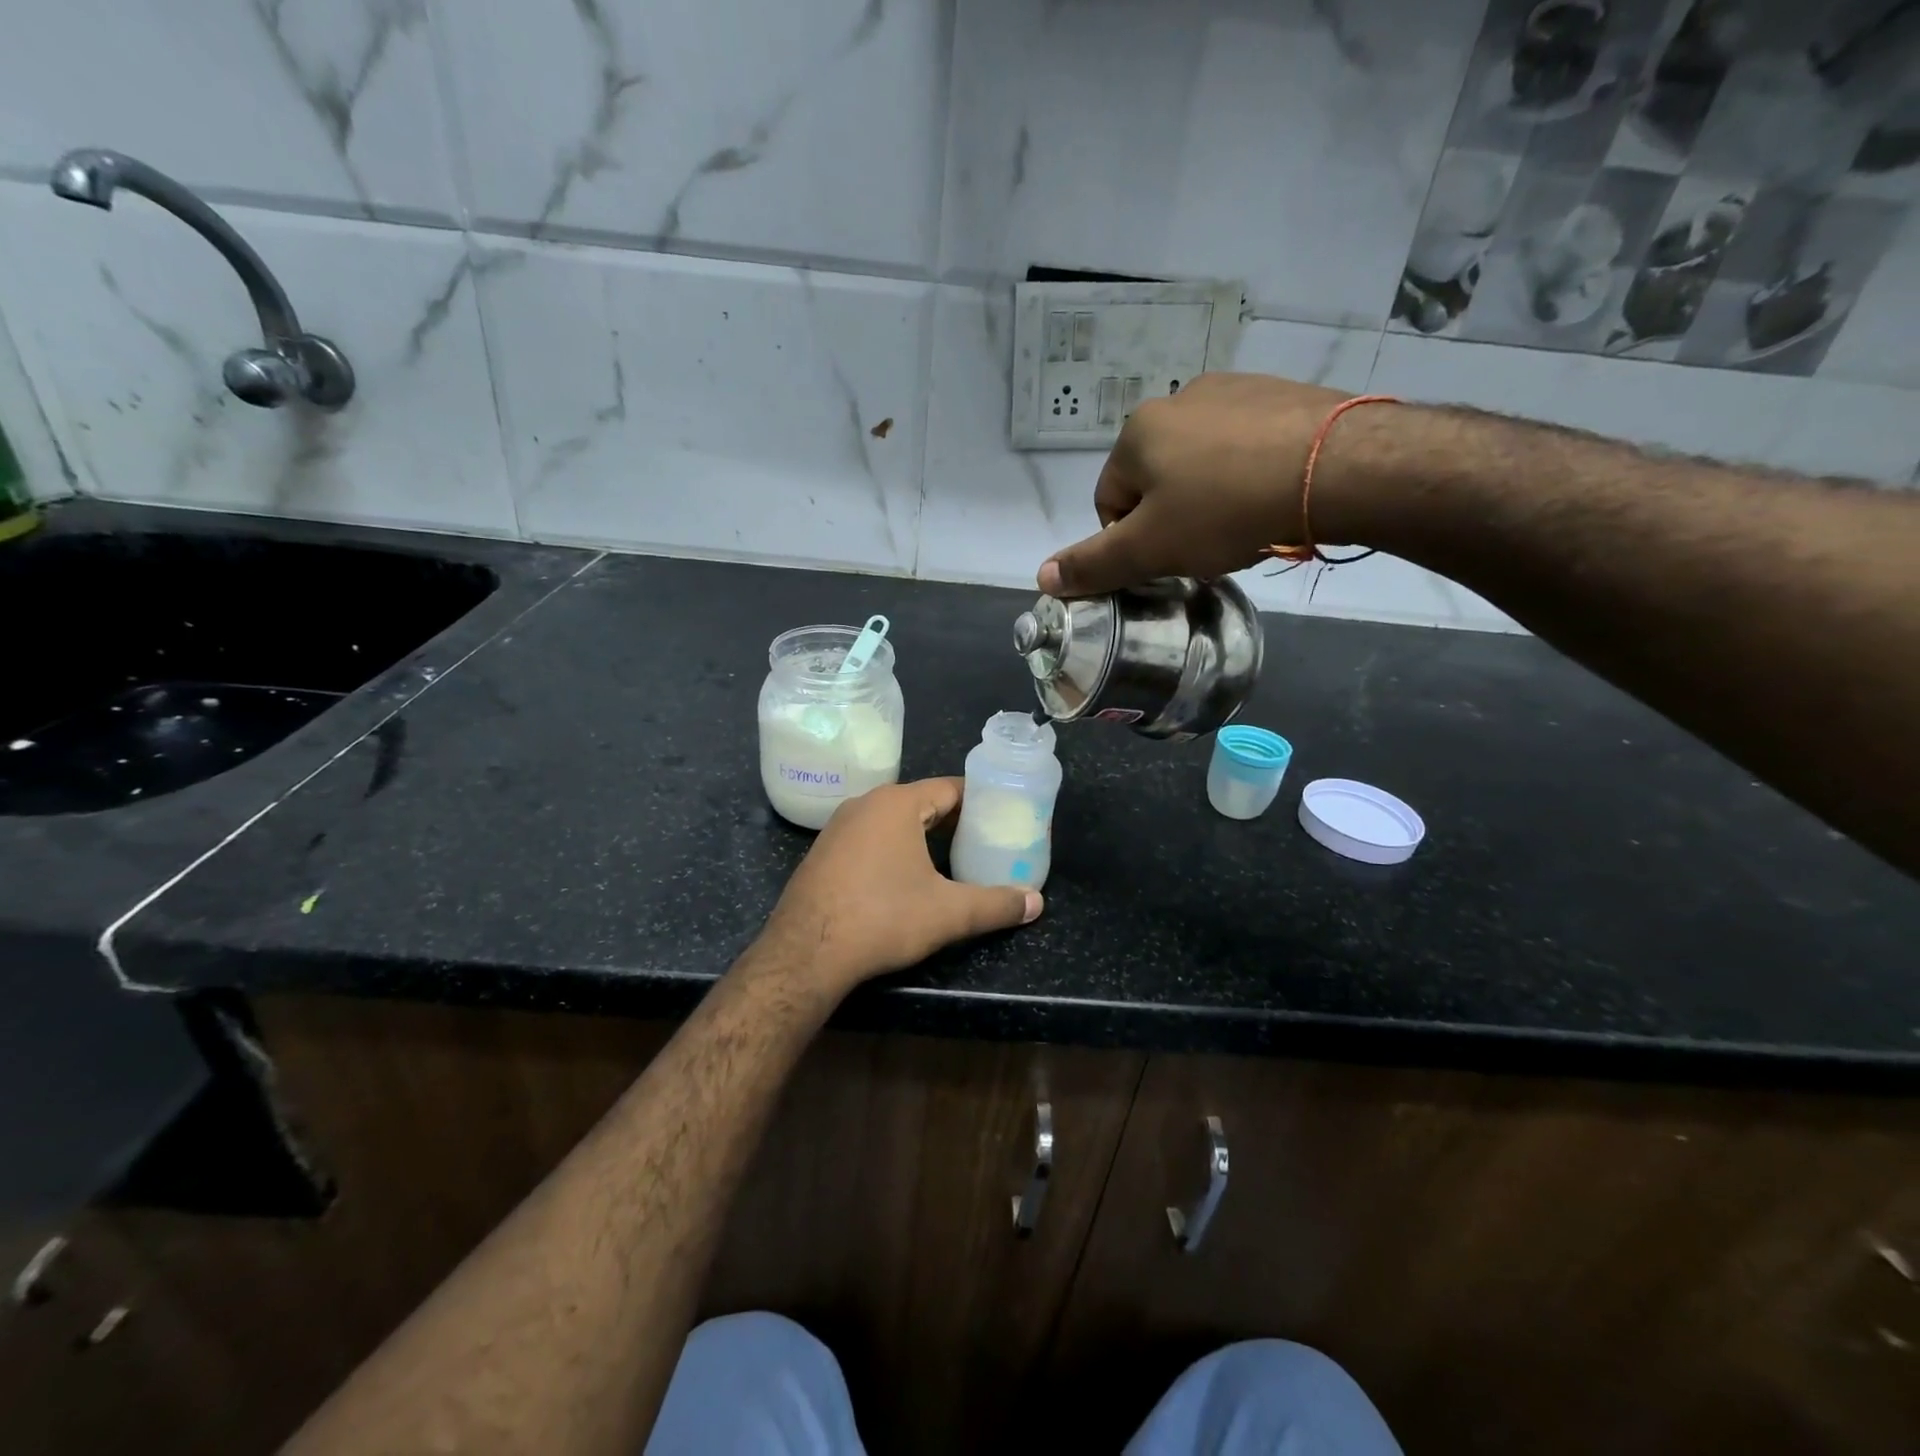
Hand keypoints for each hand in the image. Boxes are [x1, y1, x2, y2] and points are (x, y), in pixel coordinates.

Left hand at [760, 778, 1041, 991]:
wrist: (806, 952)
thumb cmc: (883, 918)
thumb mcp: (949, 913)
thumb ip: (996, 905)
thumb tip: (1037, 902)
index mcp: (897, 804)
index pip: (949, 789)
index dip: (979, 801)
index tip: (1002, 816)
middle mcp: (865, 804)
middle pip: (920, 802)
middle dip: (953, 821)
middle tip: (983, 841)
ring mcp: (838, 828)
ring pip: (892, 821)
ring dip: (921, 836)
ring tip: (950, 858)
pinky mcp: (823, 853)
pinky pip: (868, 839)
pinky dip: (892, 849)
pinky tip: (903, 877)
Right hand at [1038, 373, 1346, 596]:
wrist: (1335, 467)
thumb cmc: (1225, 510)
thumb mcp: (1150, 549)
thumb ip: (1093, 564)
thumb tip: (1042, 577)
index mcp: (1137, 433)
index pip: (1110, 501)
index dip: (1131, 542)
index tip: (1167, 561)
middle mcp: (1177, 399)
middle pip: (1155, 479)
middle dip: (1172, 517)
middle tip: (1205, 546)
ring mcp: (1232, 389)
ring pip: (1201, 461)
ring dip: (1209, 495)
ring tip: (1243, 523)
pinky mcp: (1280, 392)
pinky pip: (1245, 444)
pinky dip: (1248, 472)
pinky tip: (1272, 495)